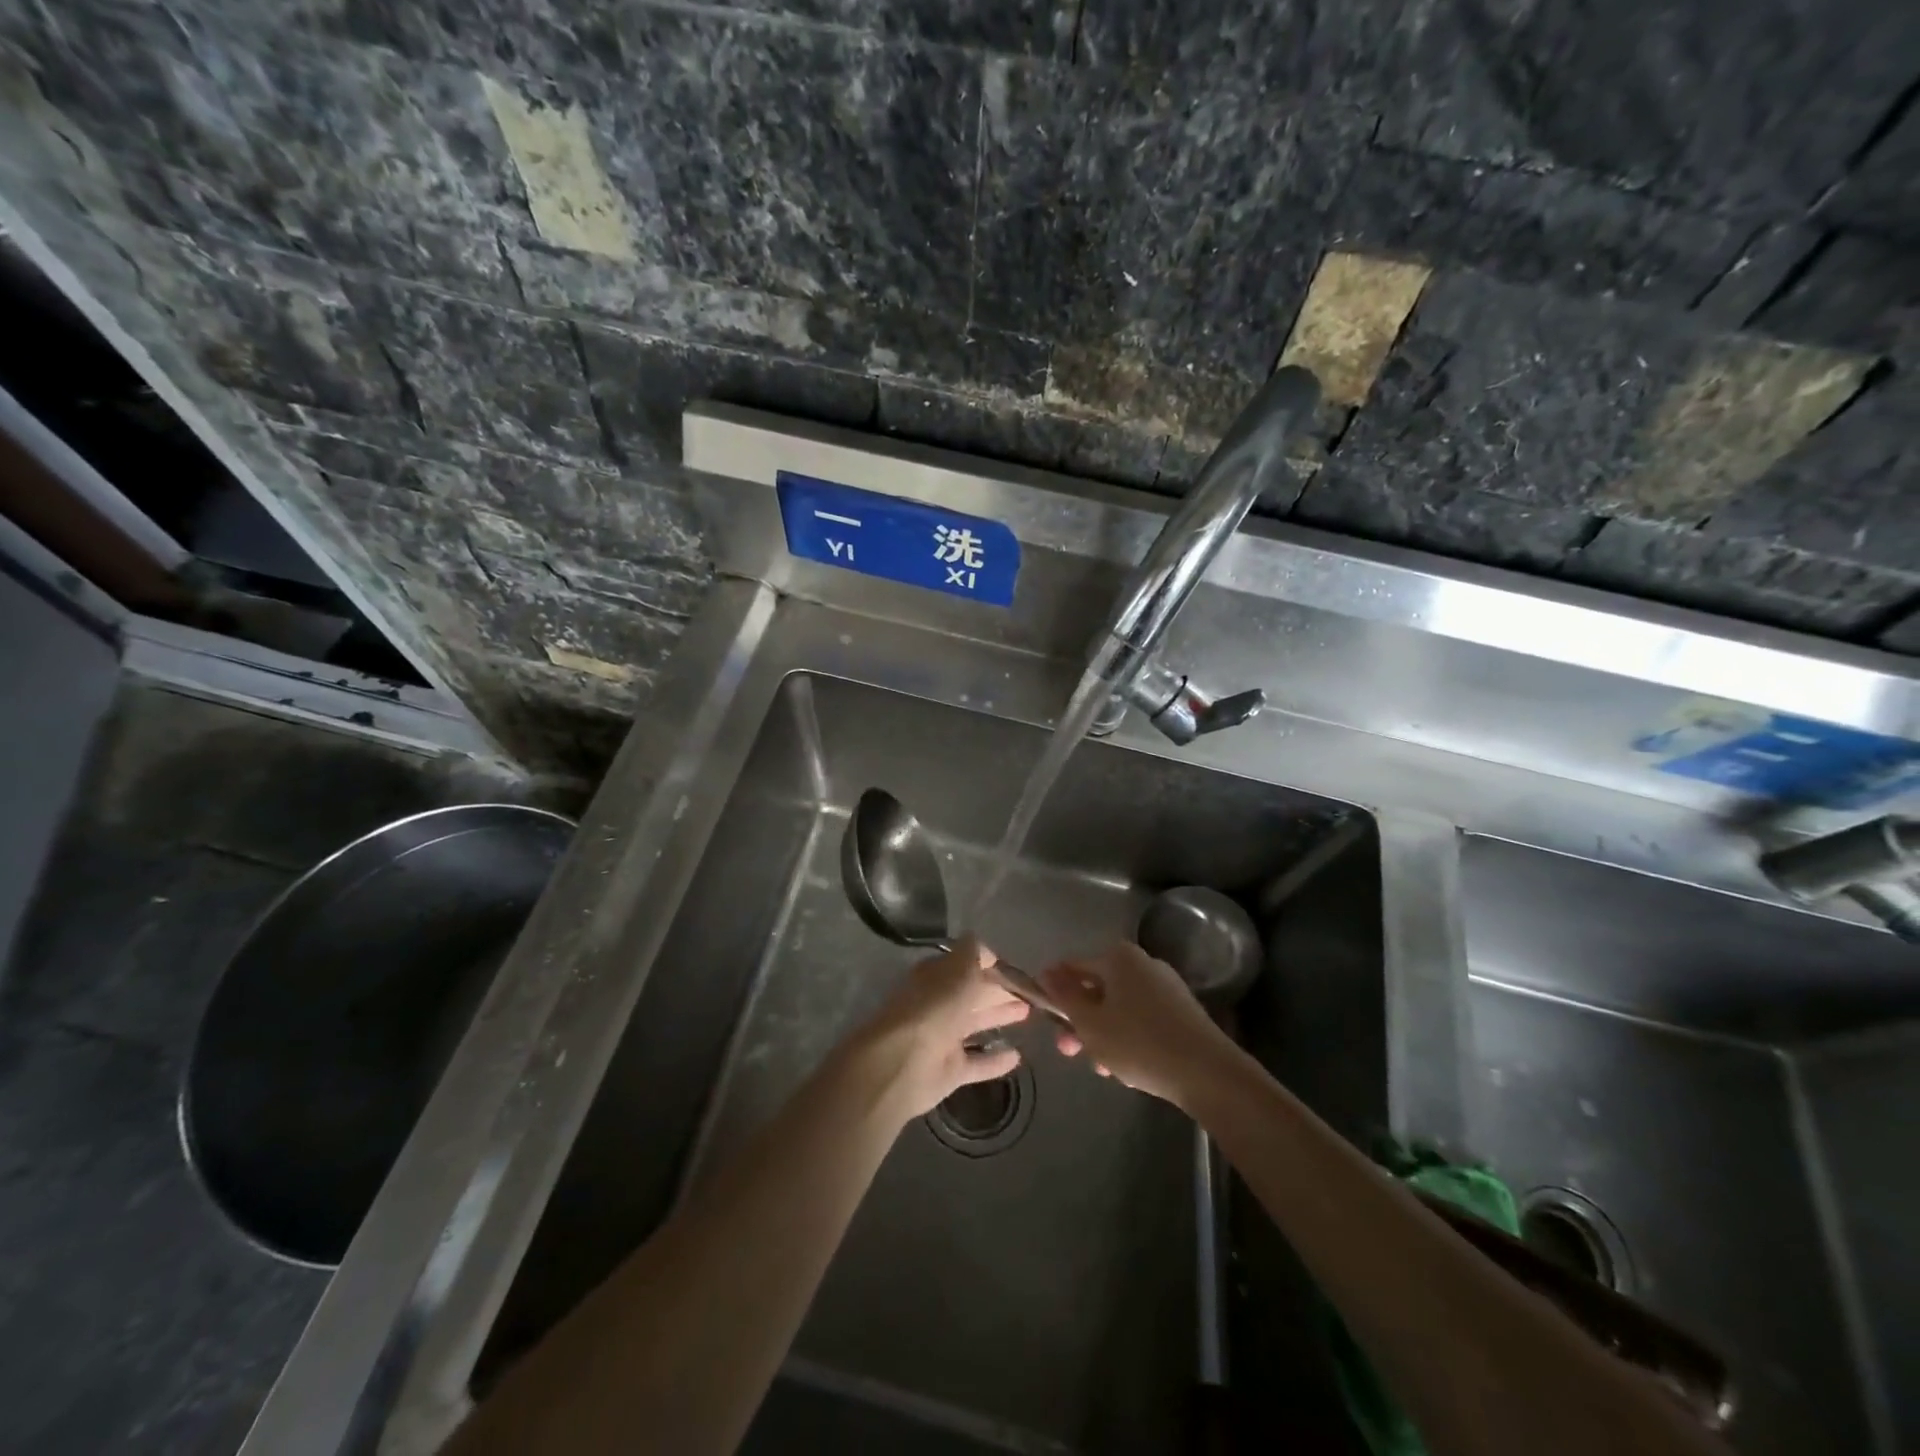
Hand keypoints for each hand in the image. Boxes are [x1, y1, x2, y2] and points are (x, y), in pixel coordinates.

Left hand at [850, 937, 1030, 1122]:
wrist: (901, 1064)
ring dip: (999, 1017)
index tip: (1017, 968)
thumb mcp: (958, 970)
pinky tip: (1017, 1056)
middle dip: (998, 990)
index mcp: (936, 976)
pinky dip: (995, 1060)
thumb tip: (985, 948)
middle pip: (972, 993)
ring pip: (975, 1024)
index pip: (966, 964)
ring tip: (1029, 1013)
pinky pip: (977, 1063)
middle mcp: (938, 1004)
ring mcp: (943, 1038)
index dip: (990, 964)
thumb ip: (973, 955)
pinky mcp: (949, 1071)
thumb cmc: (933, 1008)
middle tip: (1031, 992)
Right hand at [1040, 942, 1236, 1106]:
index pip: (1072, 967)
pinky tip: (1125, 1068)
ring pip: (1118, 1007)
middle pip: (1097, 988)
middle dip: (1079, 1021)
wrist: (1208, 1073)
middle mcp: (1142, 963)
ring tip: (1101, 1068)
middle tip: (1069, 1052)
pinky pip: (1141, 1018)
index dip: (1053, 991)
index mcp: (1117, 958)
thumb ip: (1064, 997)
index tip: (1043, 1018)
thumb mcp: (1090, 1023)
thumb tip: (1047, 973)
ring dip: (1102, 1034)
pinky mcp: (1181, 1011)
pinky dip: (1127, 1037)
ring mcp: (1164, 986)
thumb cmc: (1139, 1043)